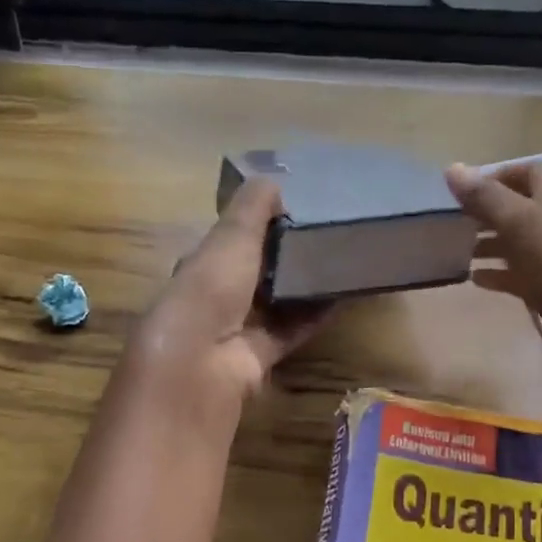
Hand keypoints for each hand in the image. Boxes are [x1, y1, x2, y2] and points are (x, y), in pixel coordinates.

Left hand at [130, 178, 329, 410]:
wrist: (200, 362)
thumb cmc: (211, 288)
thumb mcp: (232, 236)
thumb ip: (252, 208)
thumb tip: (272, 179)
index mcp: (201, 265)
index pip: (229, 241)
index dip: (255, 226)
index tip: (291, 209)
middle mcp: (215, 298)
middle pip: (254, 274)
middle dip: (282, 258)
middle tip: (322, 236)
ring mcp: (236, 331)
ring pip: (274, 303)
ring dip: (301, 288)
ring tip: (338, 265)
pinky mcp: (258, 358)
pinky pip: (290, 331)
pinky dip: (313, 317)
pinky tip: (341, 299)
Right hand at [447, 161, 541, 414]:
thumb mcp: (519, 224)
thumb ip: (485, 197)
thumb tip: (452, 168)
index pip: (526, 172)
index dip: (495, 177)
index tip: (461, 192)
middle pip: (521, 207)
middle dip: (487, 212)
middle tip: (452, 223)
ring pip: (520, 242)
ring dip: (490, 244)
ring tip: (456, 252)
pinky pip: (522, 275)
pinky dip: (499, 274)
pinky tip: (476, 280)